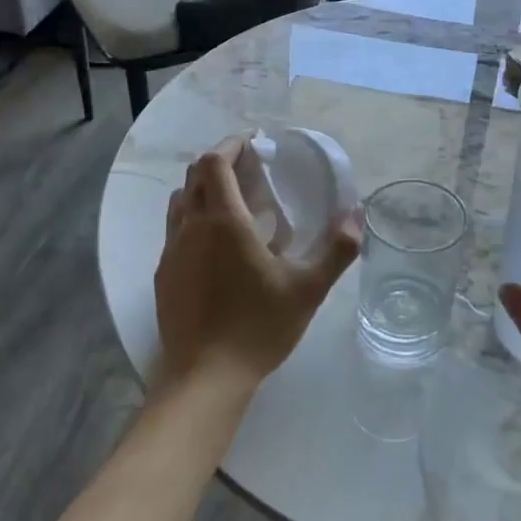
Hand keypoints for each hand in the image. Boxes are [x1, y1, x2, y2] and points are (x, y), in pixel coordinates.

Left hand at [153, 137, 361, 393]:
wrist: (204, 378)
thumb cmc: (258, 327)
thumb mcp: (309, 289)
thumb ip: (338, 249)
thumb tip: (357, 214)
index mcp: (223, 222)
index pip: (215, 162)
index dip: (231, 144)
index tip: (254, 142)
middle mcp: (190, 227)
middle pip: (195, 175)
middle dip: (220, 161)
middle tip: (250, 168)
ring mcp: (171, 251)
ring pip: (180, 201)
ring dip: (204, 189)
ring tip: (234, 201)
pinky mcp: (163, 275)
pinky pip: (175, 229)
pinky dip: (194, 217)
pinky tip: (217, 243)